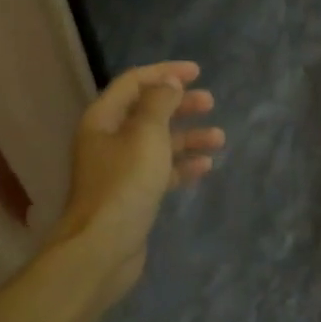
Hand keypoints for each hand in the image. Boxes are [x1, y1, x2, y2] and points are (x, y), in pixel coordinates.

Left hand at [49, 62, 222, 299]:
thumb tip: (168, 82)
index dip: (165, 73)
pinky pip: (159, 170)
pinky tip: (205, 167)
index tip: (197, 73)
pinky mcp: (131, 194)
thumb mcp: (146, 135)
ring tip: (218, 139)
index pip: (134, 82)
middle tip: (210, 103)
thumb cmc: (125, 184)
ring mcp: (119, 168)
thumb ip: (159, 103)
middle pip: (147, 111)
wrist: (102, 248)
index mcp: (104, 118)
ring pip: (157, 142)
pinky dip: (181, 165)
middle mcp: (108, 139)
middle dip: (180, 105)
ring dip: (187, 137)